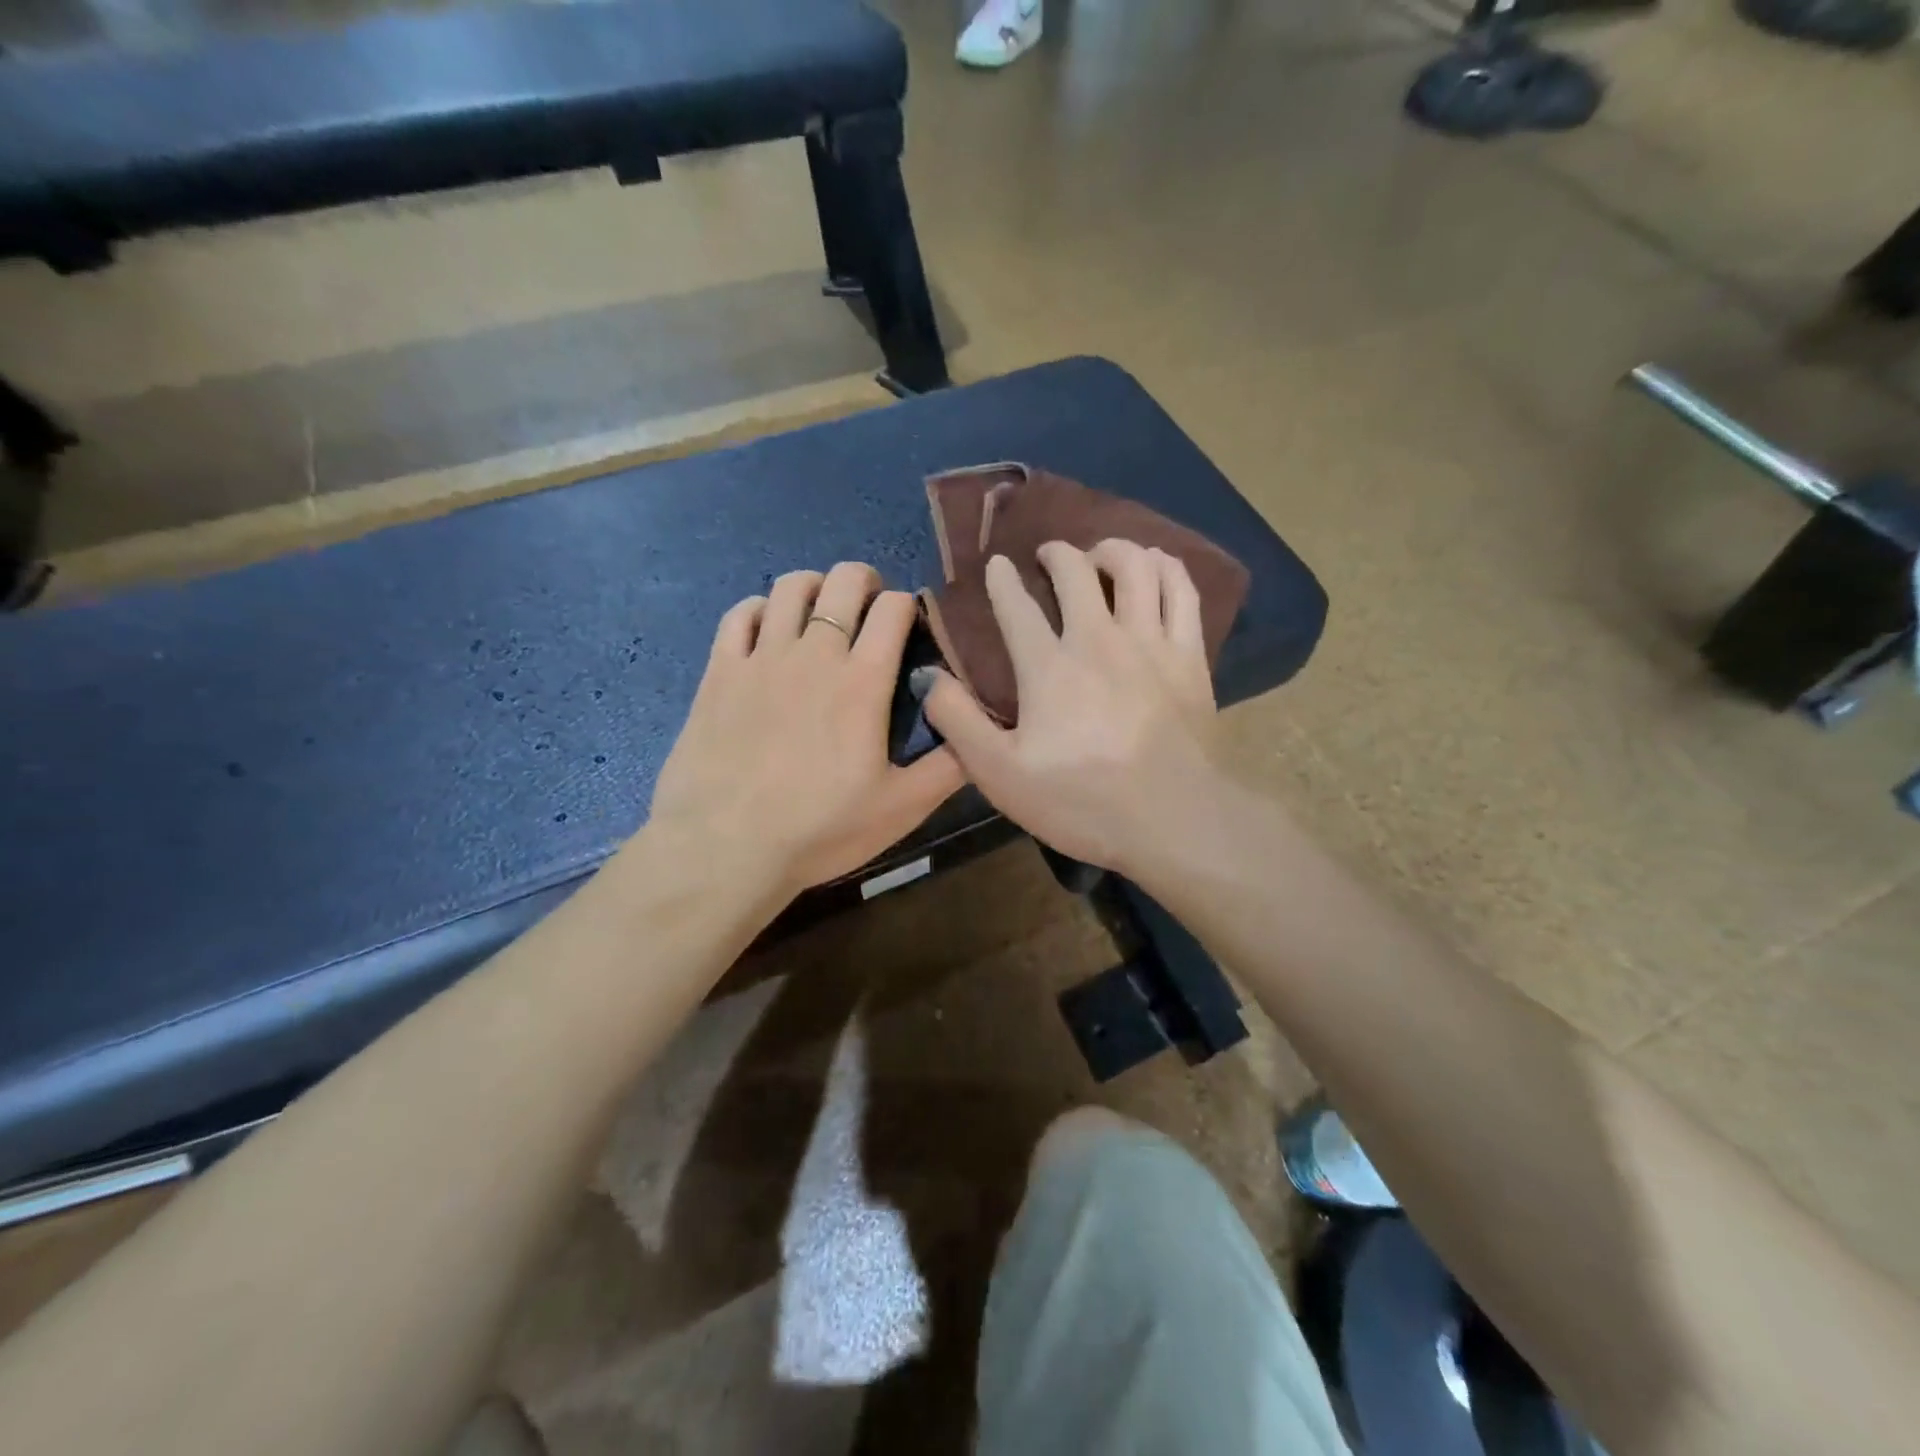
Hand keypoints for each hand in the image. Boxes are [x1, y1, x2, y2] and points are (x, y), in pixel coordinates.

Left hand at [649, 563, 964, 894]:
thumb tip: (980, 735)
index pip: (895, 609)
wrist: (726, 847)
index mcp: (863, 681)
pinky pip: (739, 614)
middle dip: (866, 581)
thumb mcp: (901, 808)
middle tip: (870, 608)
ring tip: (821, 611)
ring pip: (790, 587)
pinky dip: (760, 609)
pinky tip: (768, 628)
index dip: (910, 605)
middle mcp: (815, 653)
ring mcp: (762, 657)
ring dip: (815, 587)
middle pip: (844, 581)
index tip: (912, 627)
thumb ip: (949, 767)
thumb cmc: (820, 829)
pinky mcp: (719, 671)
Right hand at [917, 540, 1222, 875]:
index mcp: (1049, 667)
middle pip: (1077, 571)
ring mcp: (1150, 643)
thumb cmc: (1081, 803)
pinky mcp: (1190, 657)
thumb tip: (927, 676)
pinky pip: (1182, 591)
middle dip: (1056, 553)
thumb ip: (958, 722)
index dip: (1002, 580)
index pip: (1017, 606)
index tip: (996, 565)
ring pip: (1136, 567)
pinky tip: (1155, 569)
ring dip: (1113, 550)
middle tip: (1048, 556)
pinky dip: (1166, 568)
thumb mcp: (1000, 774)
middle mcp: (1099, 639)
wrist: (1172, 823)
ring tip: (1102, 556)